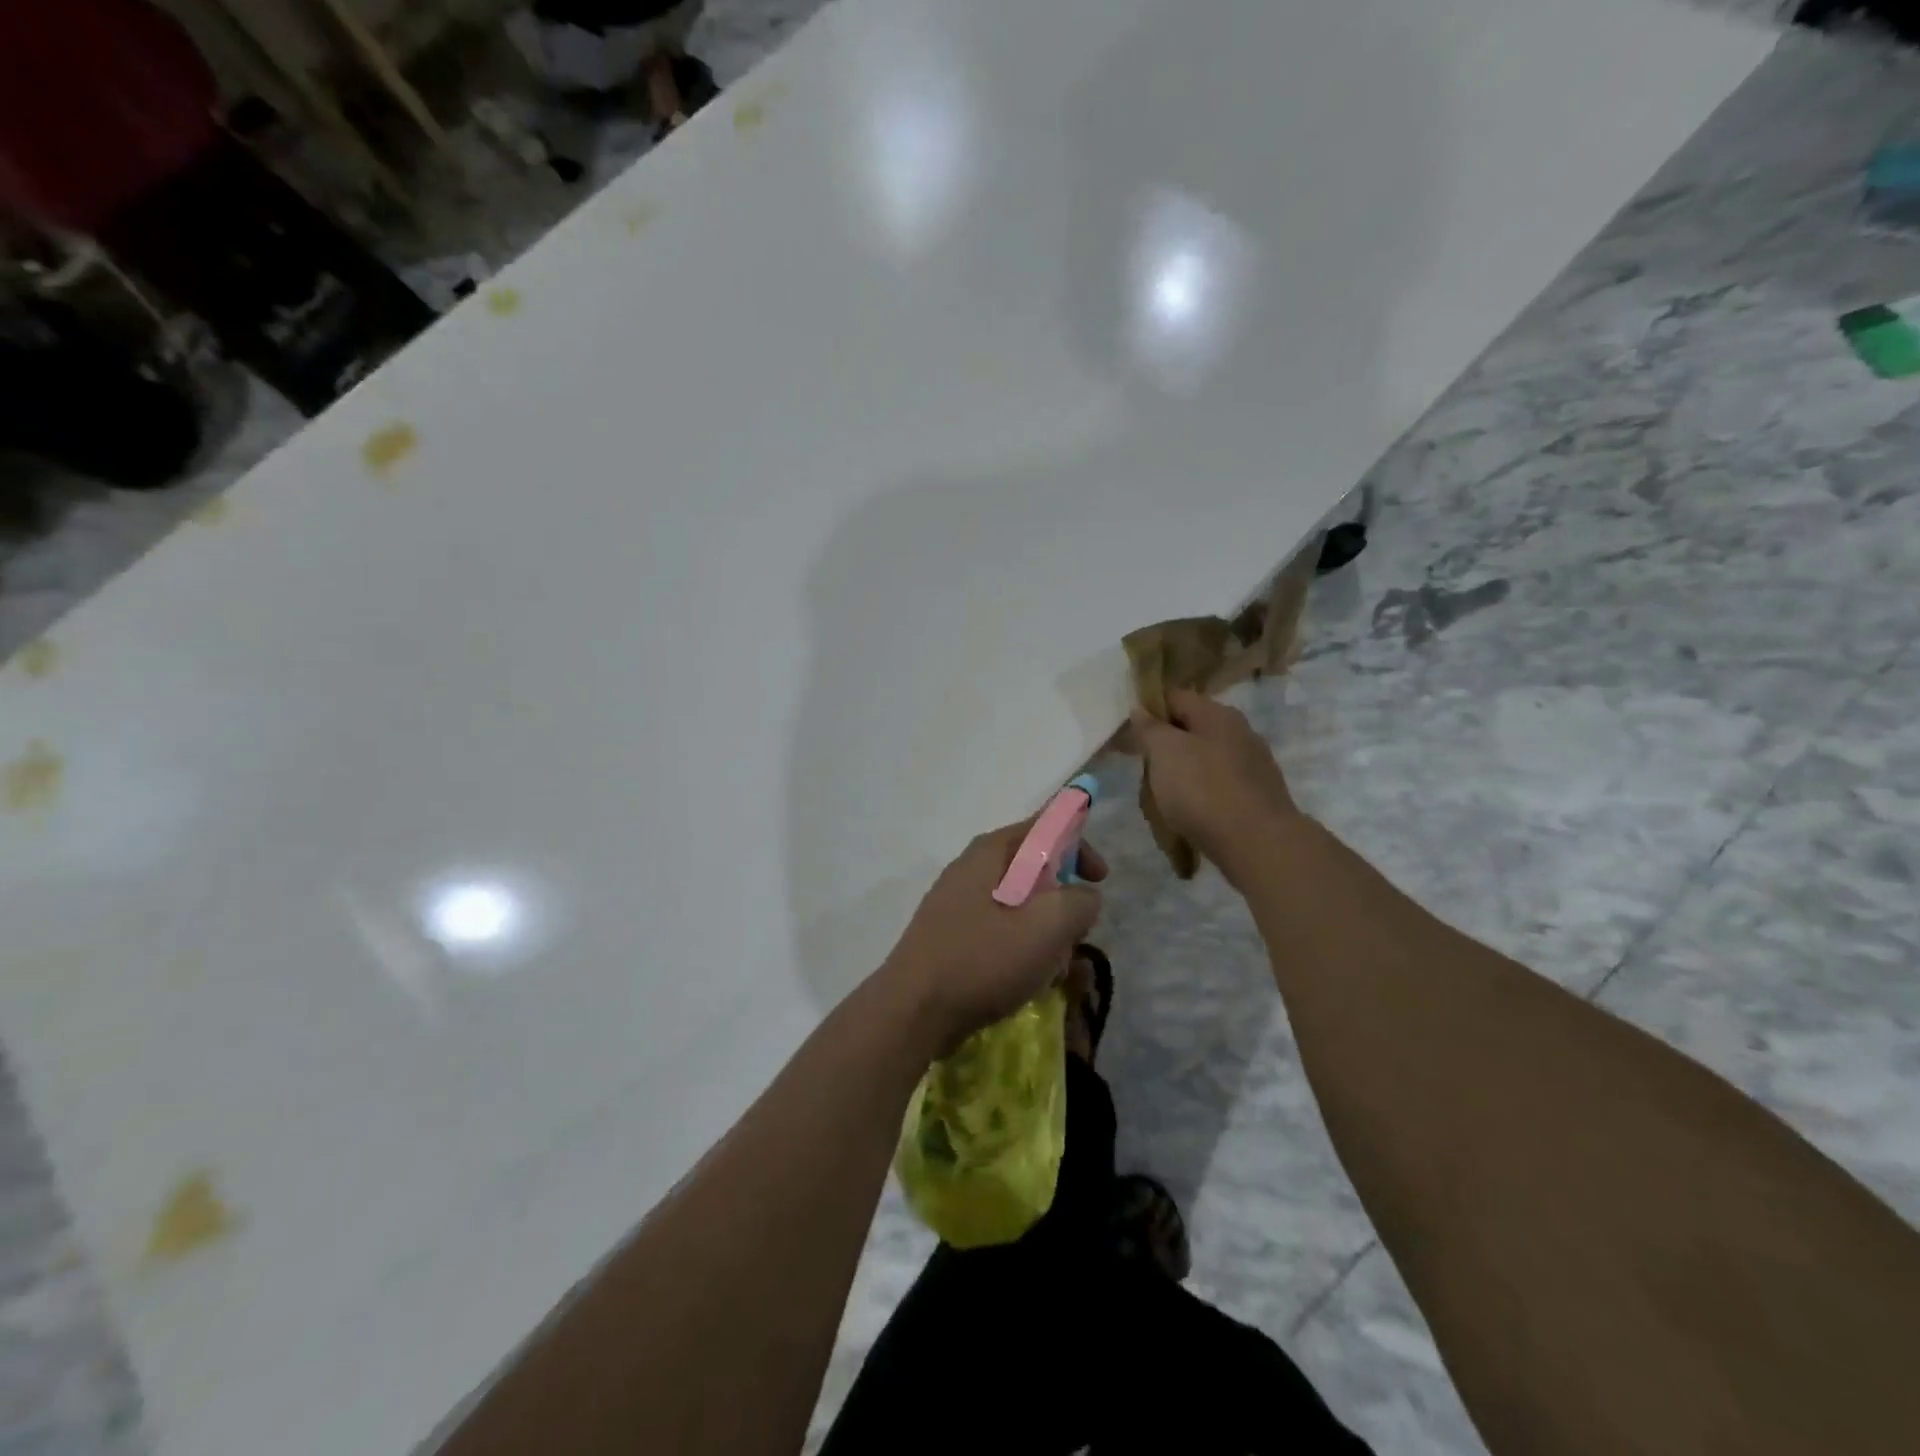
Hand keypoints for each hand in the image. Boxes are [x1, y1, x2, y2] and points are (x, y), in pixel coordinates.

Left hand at [881, 818, 1106, 1054]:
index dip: (1078, 846)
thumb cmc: (982, 961)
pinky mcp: (950, 938)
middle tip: (1076, 933)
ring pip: (1018, 906)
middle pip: (1032, 870)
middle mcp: (969, 870)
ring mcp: (955, 905)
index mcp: (989, 853)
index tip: (1100, 879)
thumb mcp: (1046, 927)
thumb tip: (1084, 897)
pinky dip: (1020, 950)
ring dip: (1044, 933)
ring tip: (1052, 968)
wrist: (912, 1012)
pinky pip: (998, 932)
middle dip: (1062, 901)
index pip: (1042, 827)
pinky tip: (1026, 982)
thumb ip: (1078, 902)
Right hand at [1130, 688, 1299, 882]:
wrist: (1257, 842)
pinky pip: (1220, 784)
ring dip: (1184, 770)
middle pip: (1193, 728)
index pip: (1175, 697)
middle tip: (1142, 766)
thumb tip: (1141, 709)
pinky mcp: (1258, 795)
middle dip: (1166, 744)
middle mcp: (1240, 731)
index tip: (1128, 732)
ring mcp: (1253, 764)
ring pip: (1207, 758)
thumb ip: (1150, 728)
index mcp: (1217, 714)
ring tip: (1162, 793)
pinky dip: (1202, 792)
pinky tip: (1190, 810)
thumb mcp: (1164, 752)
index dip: (1149, 709)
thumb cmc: (1203, 789)